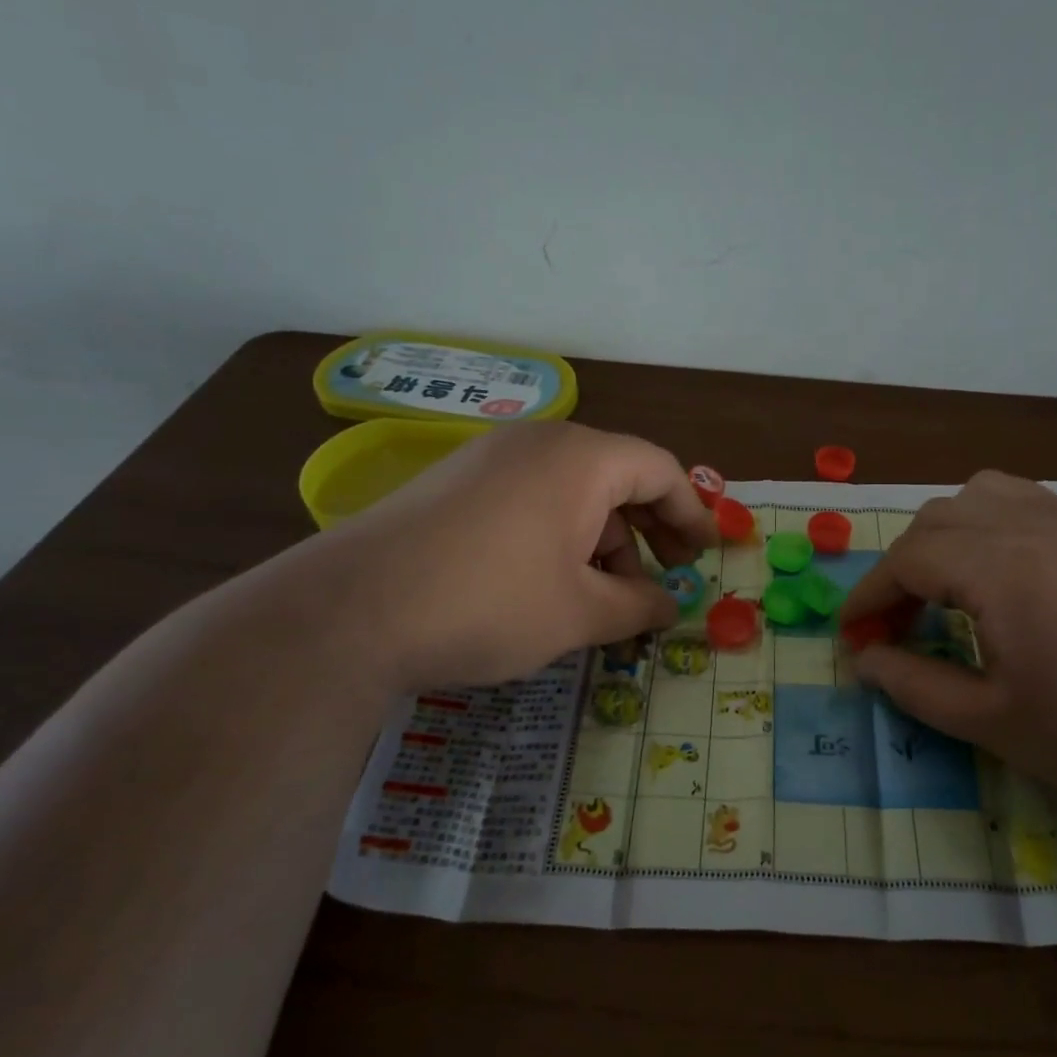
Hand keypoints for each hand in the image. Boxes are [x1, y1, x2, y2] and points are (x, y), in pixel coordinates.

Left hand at [309, 422, 715, 688]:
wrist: (350, 611)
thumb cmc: (489, 603)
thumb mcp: (580, 613)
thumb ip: (639, 606)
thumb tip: (671, 607)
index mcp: (582, 458)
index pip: (661, 470)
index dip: (692, 514)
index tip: (706, 557)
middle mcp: (540, 443)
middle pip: (619, 476)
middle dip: (651, 530)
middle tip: (668, 576)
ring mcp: (491, 458)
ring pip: (574, 491)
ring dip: (604, 541)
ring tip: (607, 598)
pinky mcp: (457, 483)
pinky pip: (532, 499)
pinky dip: (561, 536)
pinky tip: (554, 583)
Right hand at [838, 472, 1056, 826]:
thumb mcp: (993, 723)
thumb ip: (915, 686)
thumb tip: (864, 662)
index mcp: (1001, 568)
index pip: (907, 559)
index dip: (869, 595)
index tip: (851, 636)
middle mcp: (1031, 525)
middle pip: (935, 521)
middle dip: (900, 569)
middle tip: (894, 626)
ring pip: (978, 496)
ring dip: (942, 537)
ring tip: (943, 590)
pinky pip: (1023, 500)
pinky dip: (987, 523)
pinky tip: (998, 572)